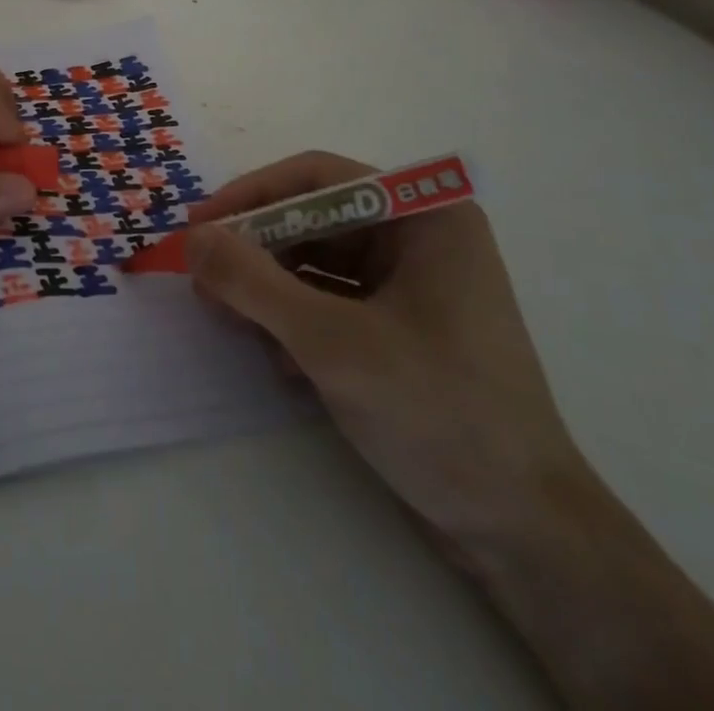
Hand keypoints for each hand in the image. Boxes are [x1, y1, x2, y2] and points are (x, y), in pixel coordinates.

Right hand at [185, 152, 589, 555]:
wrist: (522, 534)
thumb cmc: (437, 413)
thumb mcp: (332, 342)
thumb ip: (253, 282)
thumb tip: (191, 237)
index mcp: (425, 216)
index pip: (318, 179)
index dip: (252, 195)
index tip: (199, 225)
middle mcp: (420, 238)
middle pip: (315, 221)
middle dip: (257, 250)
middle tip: (203, 279)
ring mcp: (413, 285)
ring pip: (318, 263)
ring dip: (270, 289)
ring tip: (227, 318)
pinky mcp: (402, 328)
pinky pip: (332, 302)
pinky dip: (296, 320)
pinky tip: (277, 359)